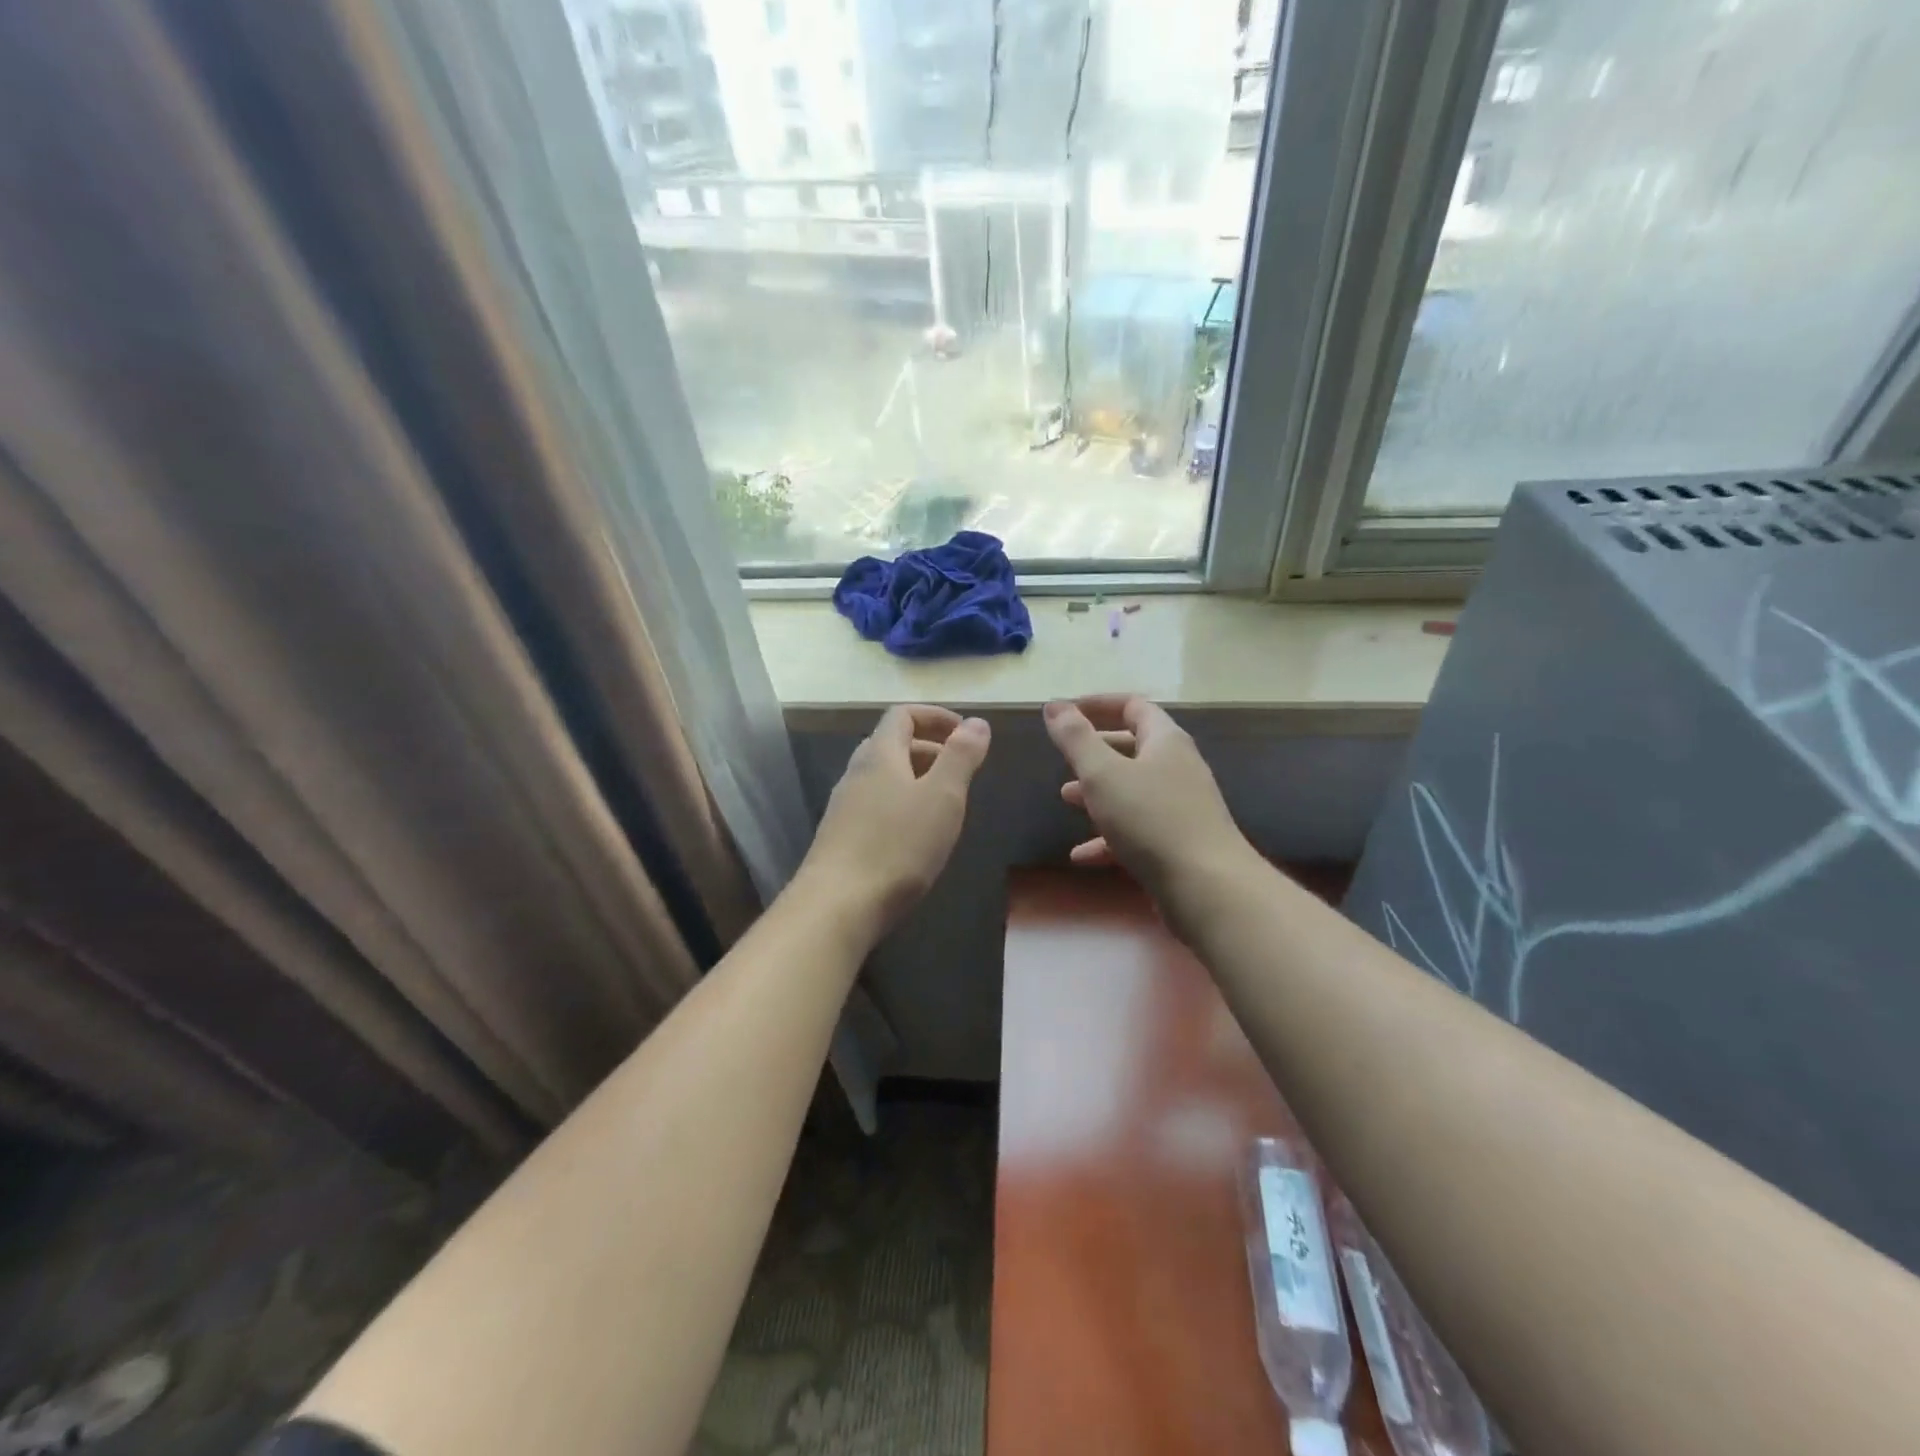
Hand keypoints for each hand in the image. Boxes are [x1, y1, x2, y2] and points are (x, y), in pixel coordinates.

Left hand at [798, 704, 990, 935]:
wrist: (838, 905)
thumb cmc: (898, 845)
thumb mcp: (942, 797)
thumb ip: (961, 757)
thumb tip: (977, 722)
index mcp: (880, 754)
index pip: (902, 714)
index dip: (935, 716)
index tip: (965, 733)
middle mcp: (856, 772)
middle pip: (891, 744)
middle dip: (929, 749)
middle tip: (960, 771)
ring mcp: (844, 806)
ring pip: (882, 778)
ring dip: (915, 779)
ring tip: (944, 805)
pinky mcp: (840, 837)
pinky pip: (875, 806)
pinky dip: (901, 806)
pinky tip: (916, 837)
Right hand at [1044, 695, 1252, 900]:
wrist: (1207, 888)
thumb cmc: (1151, 819)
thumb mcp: (1103, 774)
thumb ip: (1076, 738)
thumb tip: (1054, 705)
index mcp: (1165, 741)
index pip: (1133, 706)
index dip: (1097, 704)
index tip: (1064, 713)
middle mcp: (1178, 768)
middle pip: (1134, 747)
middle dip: (1095, 750)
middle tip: (1064, 756)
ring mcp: (1180, 808)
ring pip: (1133, 791)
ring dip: (1098, 792)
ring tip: (1067, 798)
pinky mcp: (1177, 844)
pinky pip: (1137, 831)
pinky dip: (1108, 837)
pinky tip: (1082, 856)